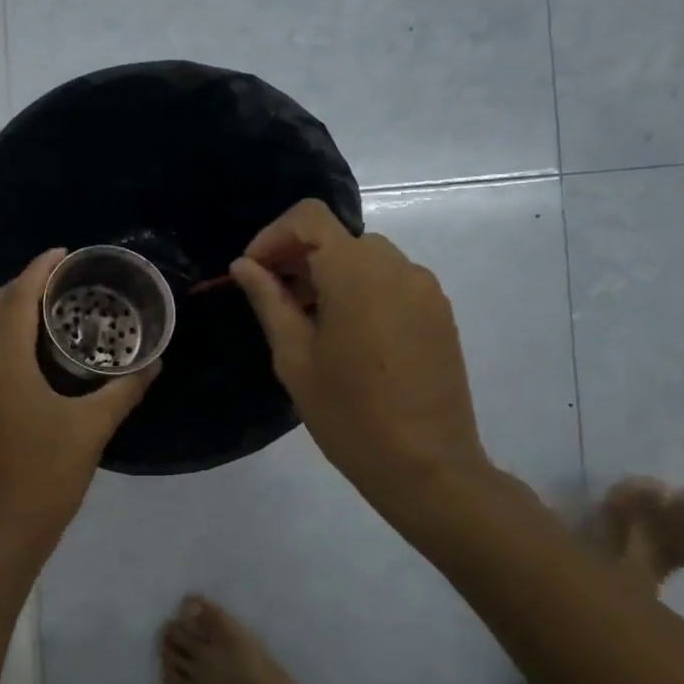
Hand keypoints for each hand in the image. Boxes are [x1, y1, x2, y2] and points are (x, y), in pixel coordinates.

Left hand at [0, 247, 157, 583]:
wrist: (4, 531)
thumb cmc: (48, 475)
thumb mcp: (94, 428)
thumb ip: (124, 390)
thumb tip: (154, 362)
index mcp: (6, 363)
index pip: (17, 298)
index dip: (38, 269)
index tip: (63, 255)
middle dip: (21, 288)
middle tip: (57, 288)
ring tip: (32, 319)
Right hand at [229, 199, 487, 501]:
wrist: (427, 466)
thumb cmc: (348, 413)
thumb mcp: (294, 357)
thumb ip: (269, 300)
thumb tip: (244, 266)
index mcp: (355, 272)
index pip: (309, 217)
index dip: (273, 235)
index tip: (253, 271)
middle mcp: (396, 266)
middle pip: (337, 237)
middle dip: (298, 257)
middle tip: (273, 298)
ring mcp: (424, 289)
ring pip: (365, 259)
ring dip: (329, 274)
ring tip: (308, 321)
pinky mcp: (439, 312)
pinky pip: (391, 282)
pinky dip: (360, 290)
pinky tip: (347, 336)